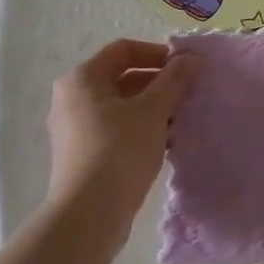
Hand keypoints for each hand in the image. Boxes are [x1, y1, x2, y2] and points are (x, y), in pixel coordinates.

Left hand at [46, 40, 196, 244]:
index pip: (124, 50)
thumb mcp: (154, 109)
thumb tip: (191, 58)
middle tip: (188, 93)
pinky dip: (141, 127)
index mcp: (83, 79)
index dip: (157, 53)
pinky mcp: (83, 154)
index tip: (185, 67)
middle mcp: (72, 98)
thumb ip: (174, 79)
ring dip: (153, 107)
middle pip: (122, 77)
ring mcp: (75, 128)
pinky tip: (166, 141)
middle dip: (158, 82)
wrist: (89, 214)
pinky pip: (116, 128)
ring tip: (181, 118)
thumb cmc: (120, 150)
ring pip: (121, 105)